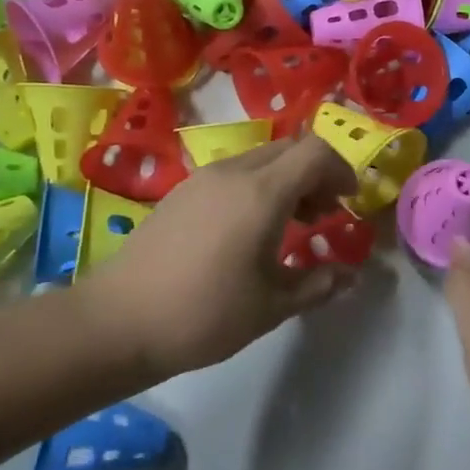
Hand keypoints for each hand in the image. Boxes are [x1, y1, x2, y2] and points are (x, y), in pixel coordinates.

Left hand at [77, 135, 360, 377]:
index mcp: (261, 192)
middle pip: (289, 149)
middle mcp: (233, 172)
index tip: (349, 202)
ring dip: (286, 180)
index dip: (341, 169)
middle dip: (316, 174)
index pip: (315, 151)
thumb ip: (318, 284)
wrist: (118, 321)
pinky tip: (249, 230)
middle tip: (323, 216)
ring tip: (290, 225)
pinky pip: (234, 172)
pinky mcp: (181, 191)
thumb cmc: (204, 314)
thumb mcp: (272, 306)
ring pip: (261, 159)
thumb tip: (351, 275)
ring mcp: (203, 178)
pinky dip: (257, 186)